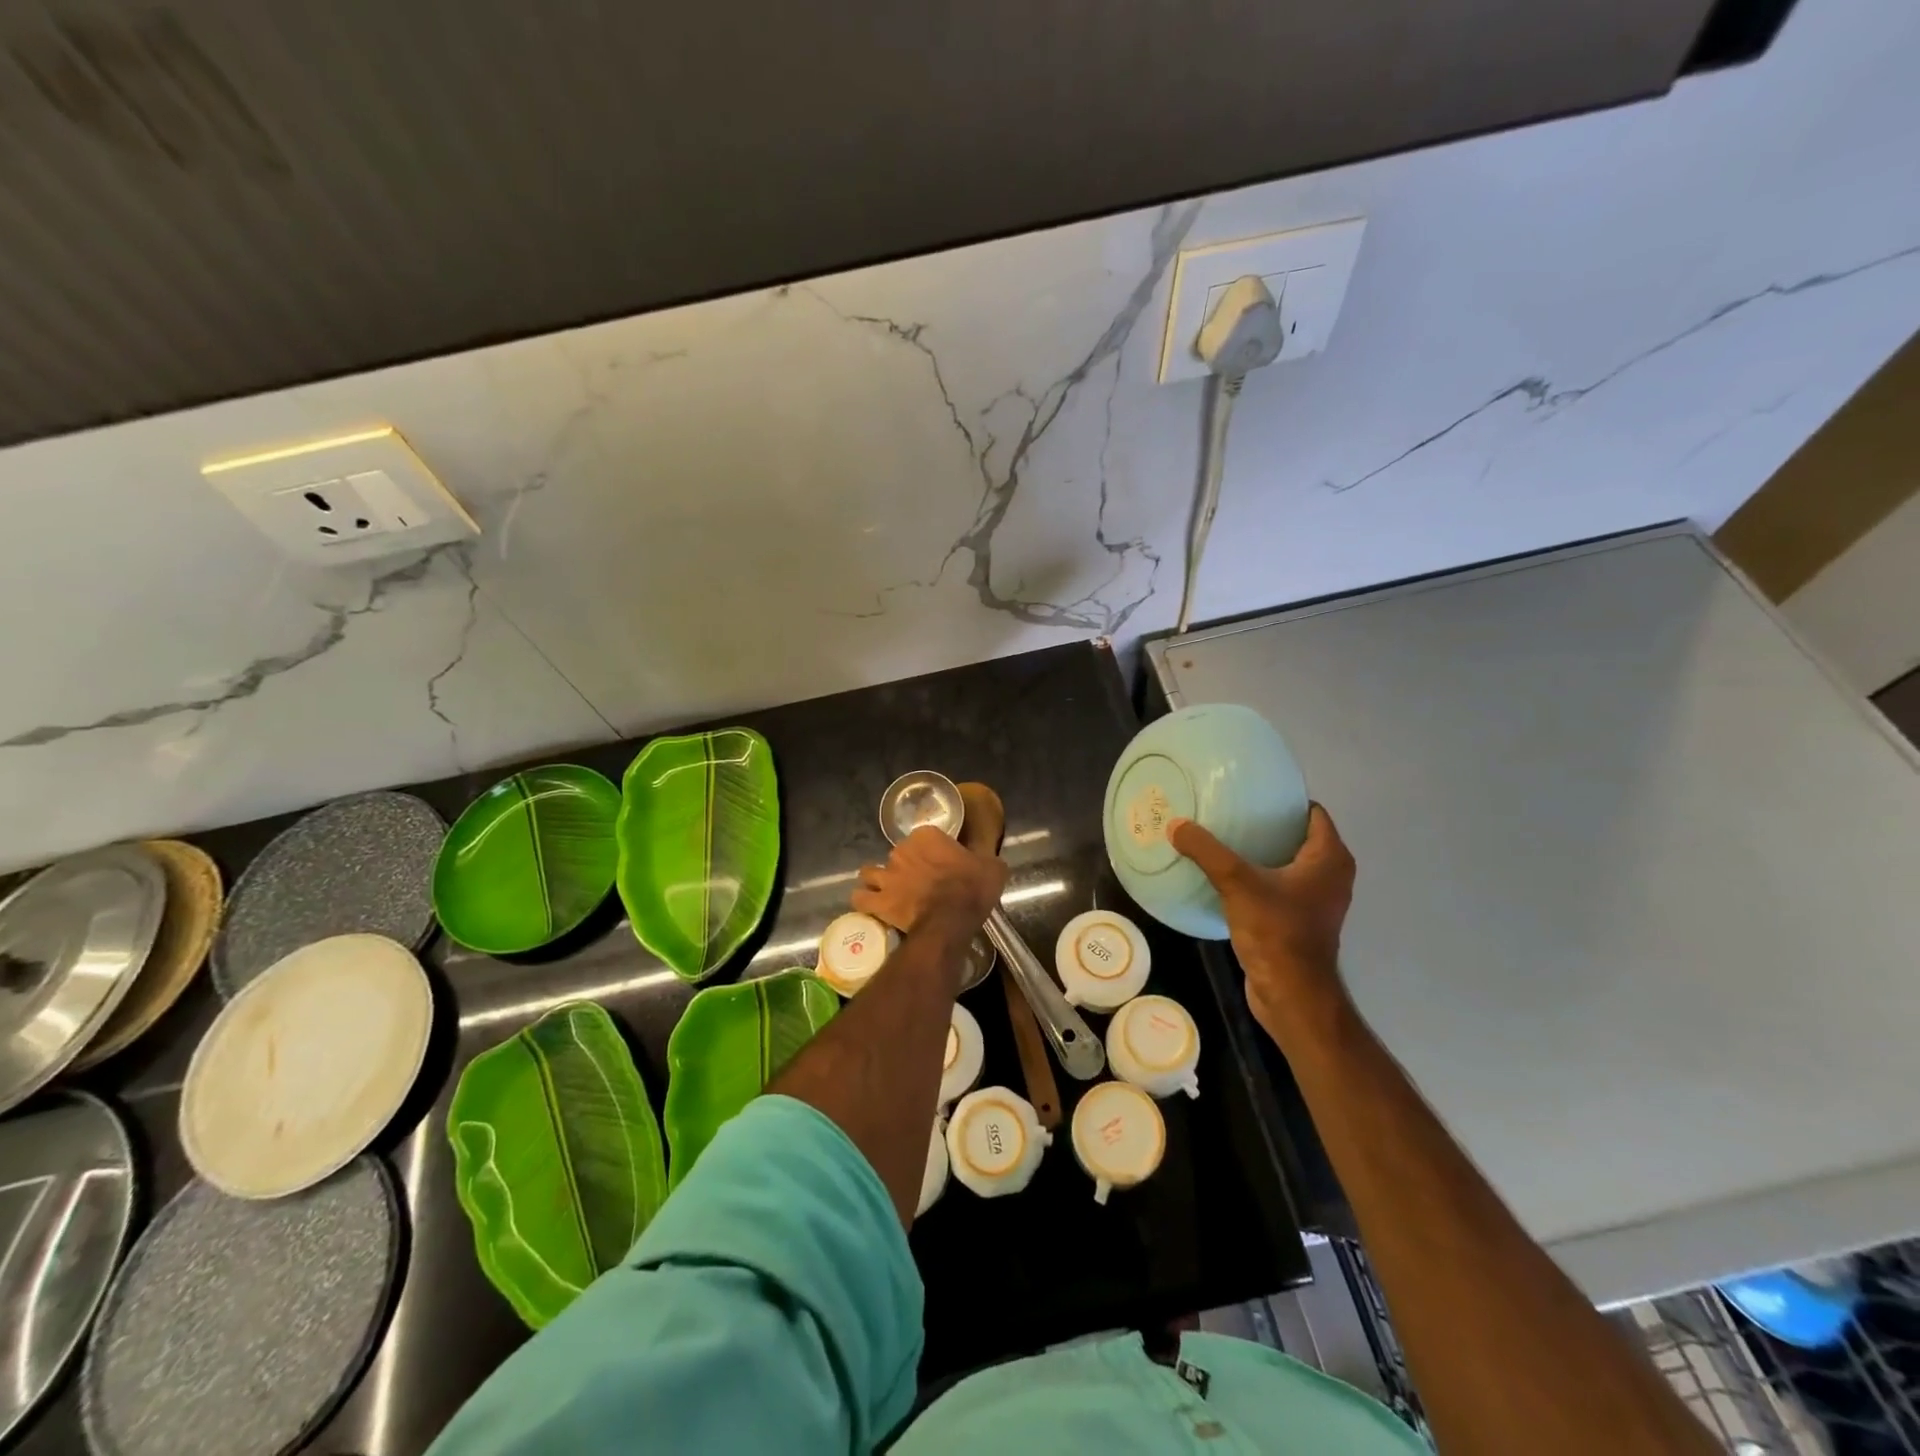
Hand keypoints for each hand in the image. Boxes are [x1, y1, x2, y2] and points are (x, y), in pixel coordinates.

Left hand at [853, 827, 1007, 943]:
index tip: (939, 864)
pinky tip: (872, 905)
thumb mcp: (992, 866)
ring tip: (887, 890)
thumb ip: (984, 857)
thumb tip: (986, 858)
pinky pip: (861, 898)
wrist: (952, 919)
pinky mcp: (879, 900)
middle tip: (917, 882)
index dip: (929, 850)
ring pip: (870, 872)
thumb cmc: (973, 888)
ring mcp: (887, 875)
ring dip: (877, 880)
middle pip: (898, 854)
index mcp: (927, 836)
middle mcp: (901, 850)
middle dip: (903, 866)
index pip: (923, 837)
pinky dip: (864, 901)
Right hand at [1168, 805, 1354, 1039]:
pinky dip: (1260, 878)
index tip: (1250, 794)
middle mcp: (1332, 875)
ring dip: (1262, 853)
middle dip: (1267, 825)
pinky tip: (1228, 877)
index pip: (1313, 812)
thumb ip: (1206, 851)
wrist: (1291, 994)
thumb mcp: (1237, 883)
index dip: (1284, 801)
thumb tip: (1175, 825)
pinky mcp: (1302, 921)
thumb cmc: (1276, 931)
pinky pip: (1281, 887)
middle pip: (1298, 836)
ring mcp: (1318, 901)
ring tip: (1223, 841)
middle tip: (1229, 813)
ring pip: (1289, 863)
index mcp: (1329, 858)